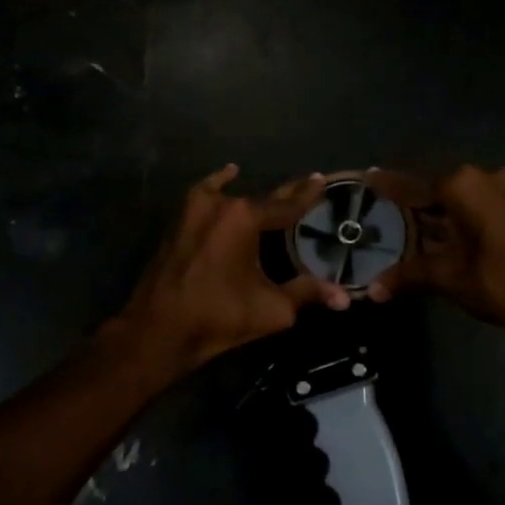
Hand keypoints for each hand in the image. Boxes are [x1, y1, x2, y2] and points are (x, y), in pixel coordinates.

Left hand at [111, 164, 350, 373]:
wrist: (159, 329)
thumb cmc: (219, 315)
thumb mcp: (273, 308)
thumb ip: (308, 294)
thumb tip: (345, 298)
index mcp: (245, 218)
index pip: (286, 204)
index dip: (307, 195)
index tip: (322, 179)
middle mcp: (221, 205)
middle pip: (261, 198)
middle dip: (285, 194)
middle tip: (307, 184)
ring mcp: (194, 210)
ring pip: (233, 197)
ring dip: (254, 196)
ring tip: (275, 195)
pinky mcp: (179, 222)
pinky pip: (205, 195)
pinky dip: (218, 184)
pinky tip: (229, 174)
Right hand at [367, 165, 504, 341]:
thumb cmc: (502, 282)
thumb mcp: (449, 278)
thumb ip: (409, 275)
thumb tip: (372, 290)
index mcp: (463, 185)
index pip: (413, 185)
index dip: (388, 186)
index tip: (366, 177)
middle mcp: (485, 177)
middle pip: (437, 189)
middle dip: (412, 203)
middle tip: (383, 212)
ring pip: (460, 199)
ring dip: (438, 214)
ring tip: (408, 227)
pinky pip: (479, 207)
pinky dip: (459, 219)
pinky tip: (443, 237)